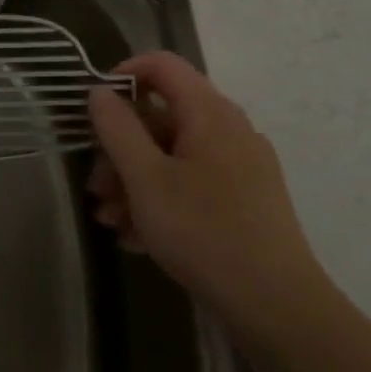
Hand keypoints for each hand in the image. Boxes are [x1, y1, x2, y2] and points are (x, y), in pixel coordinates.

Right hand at [87, 51, 330, 344]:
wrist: (277, 306)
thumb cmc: (204, 232)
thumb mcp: (146, 179)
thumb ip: (117, 129)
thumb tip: (99, 92)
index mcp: (209, 114)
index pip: (162, 65)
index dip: (122, 75)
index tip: (93, 110)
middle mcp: (229, 130)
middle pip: (161, 118)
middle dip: (119, 150)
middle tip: (96, 189)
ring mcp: (241, 165)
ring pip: (171, 155)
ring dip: (133, 182)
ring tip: (111, 221)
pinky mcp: (245, 198)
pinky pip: (191, 182)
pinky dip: (160, 199)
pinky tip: (137, 237)